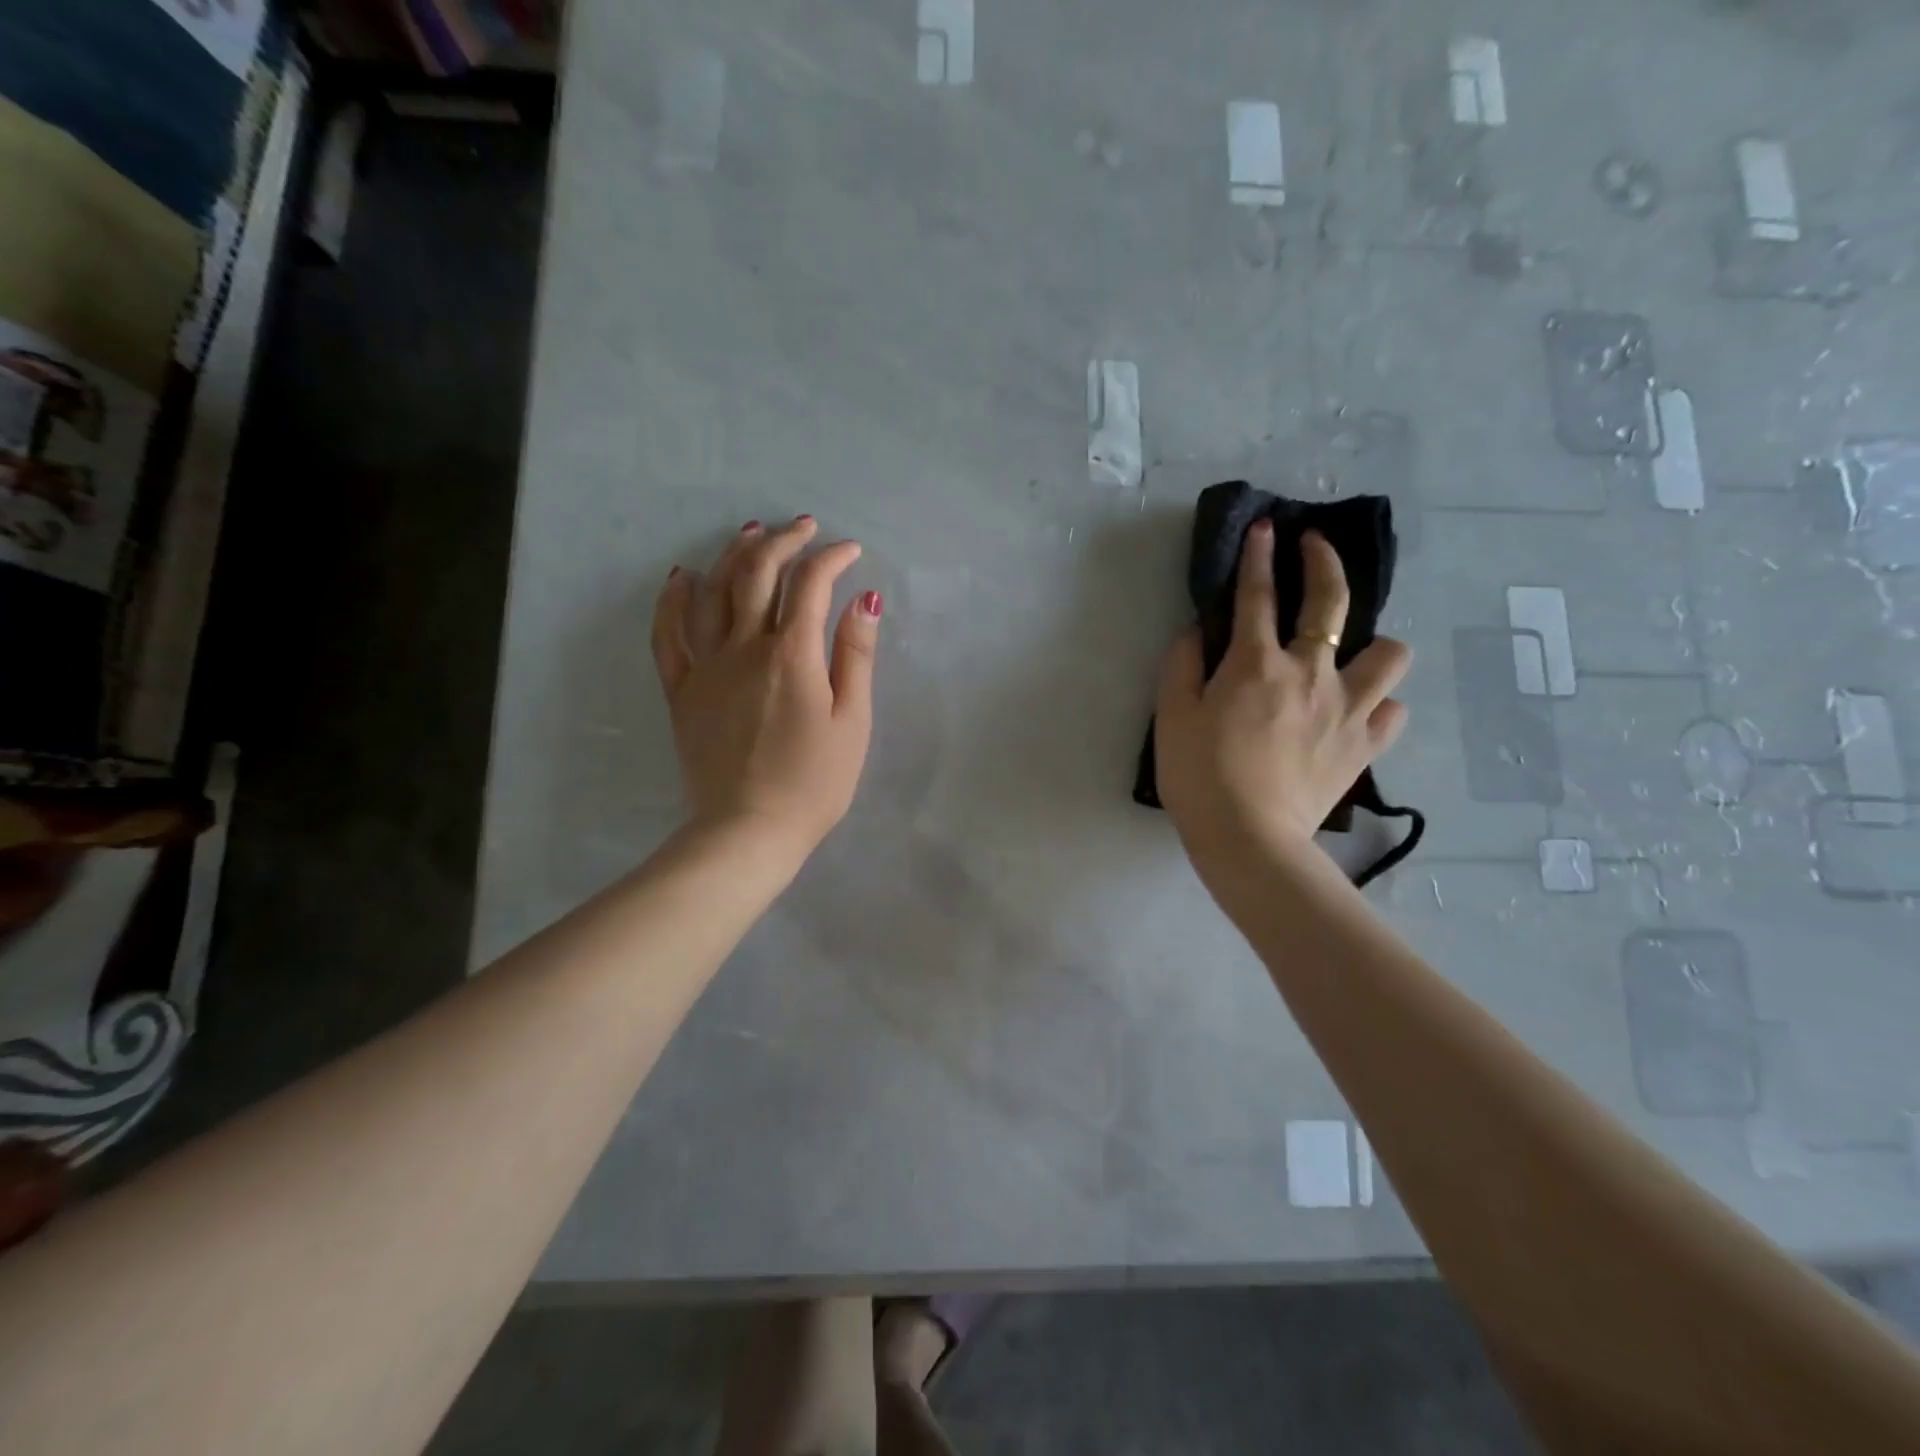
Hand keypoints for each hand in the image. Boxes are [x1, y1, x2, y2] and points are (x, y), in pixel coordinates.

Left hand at [651, 516, 881, 863]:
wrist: (748, 831)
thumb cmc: (814, 783)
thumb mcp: (853, 723)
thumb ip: (856, 657)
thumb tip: (862, 600)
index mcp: (792, 656)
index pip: (810, 584)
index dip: (831, 558)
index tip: (850, 551)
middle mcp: (744, 648)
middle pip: (757, 574)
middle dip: (783, 541)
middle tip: (803, 527)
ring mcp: (705, 667)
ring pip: (712, 593)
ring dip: (732, 555)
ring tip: (750, 533)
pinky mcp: (681, 691)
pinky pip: (667, 635)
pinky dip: (672, 600)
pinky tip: (681, 577)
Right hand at [1154, 522, 1411, 880]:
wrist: (1249, 838)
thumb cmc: (1199, 776)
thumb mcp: (1172, 716)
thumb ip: (1182, 665)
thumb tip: (1197, 632)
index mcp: (1256, 664)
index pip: (1257, 594)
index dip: (1258, 556)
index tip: (1265, 528)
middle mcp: (1311, 673)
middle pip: (1331, 602)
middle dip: (1325, 562)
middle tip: (1315, 546)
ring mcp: (1347, 708)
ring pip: (1390, 654)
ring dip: (1373, 645)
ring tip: (1350, 656)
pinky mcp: (1365, 745)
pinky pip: (1392, 711)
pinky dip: (1379, 705)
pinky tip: (1357, 712)